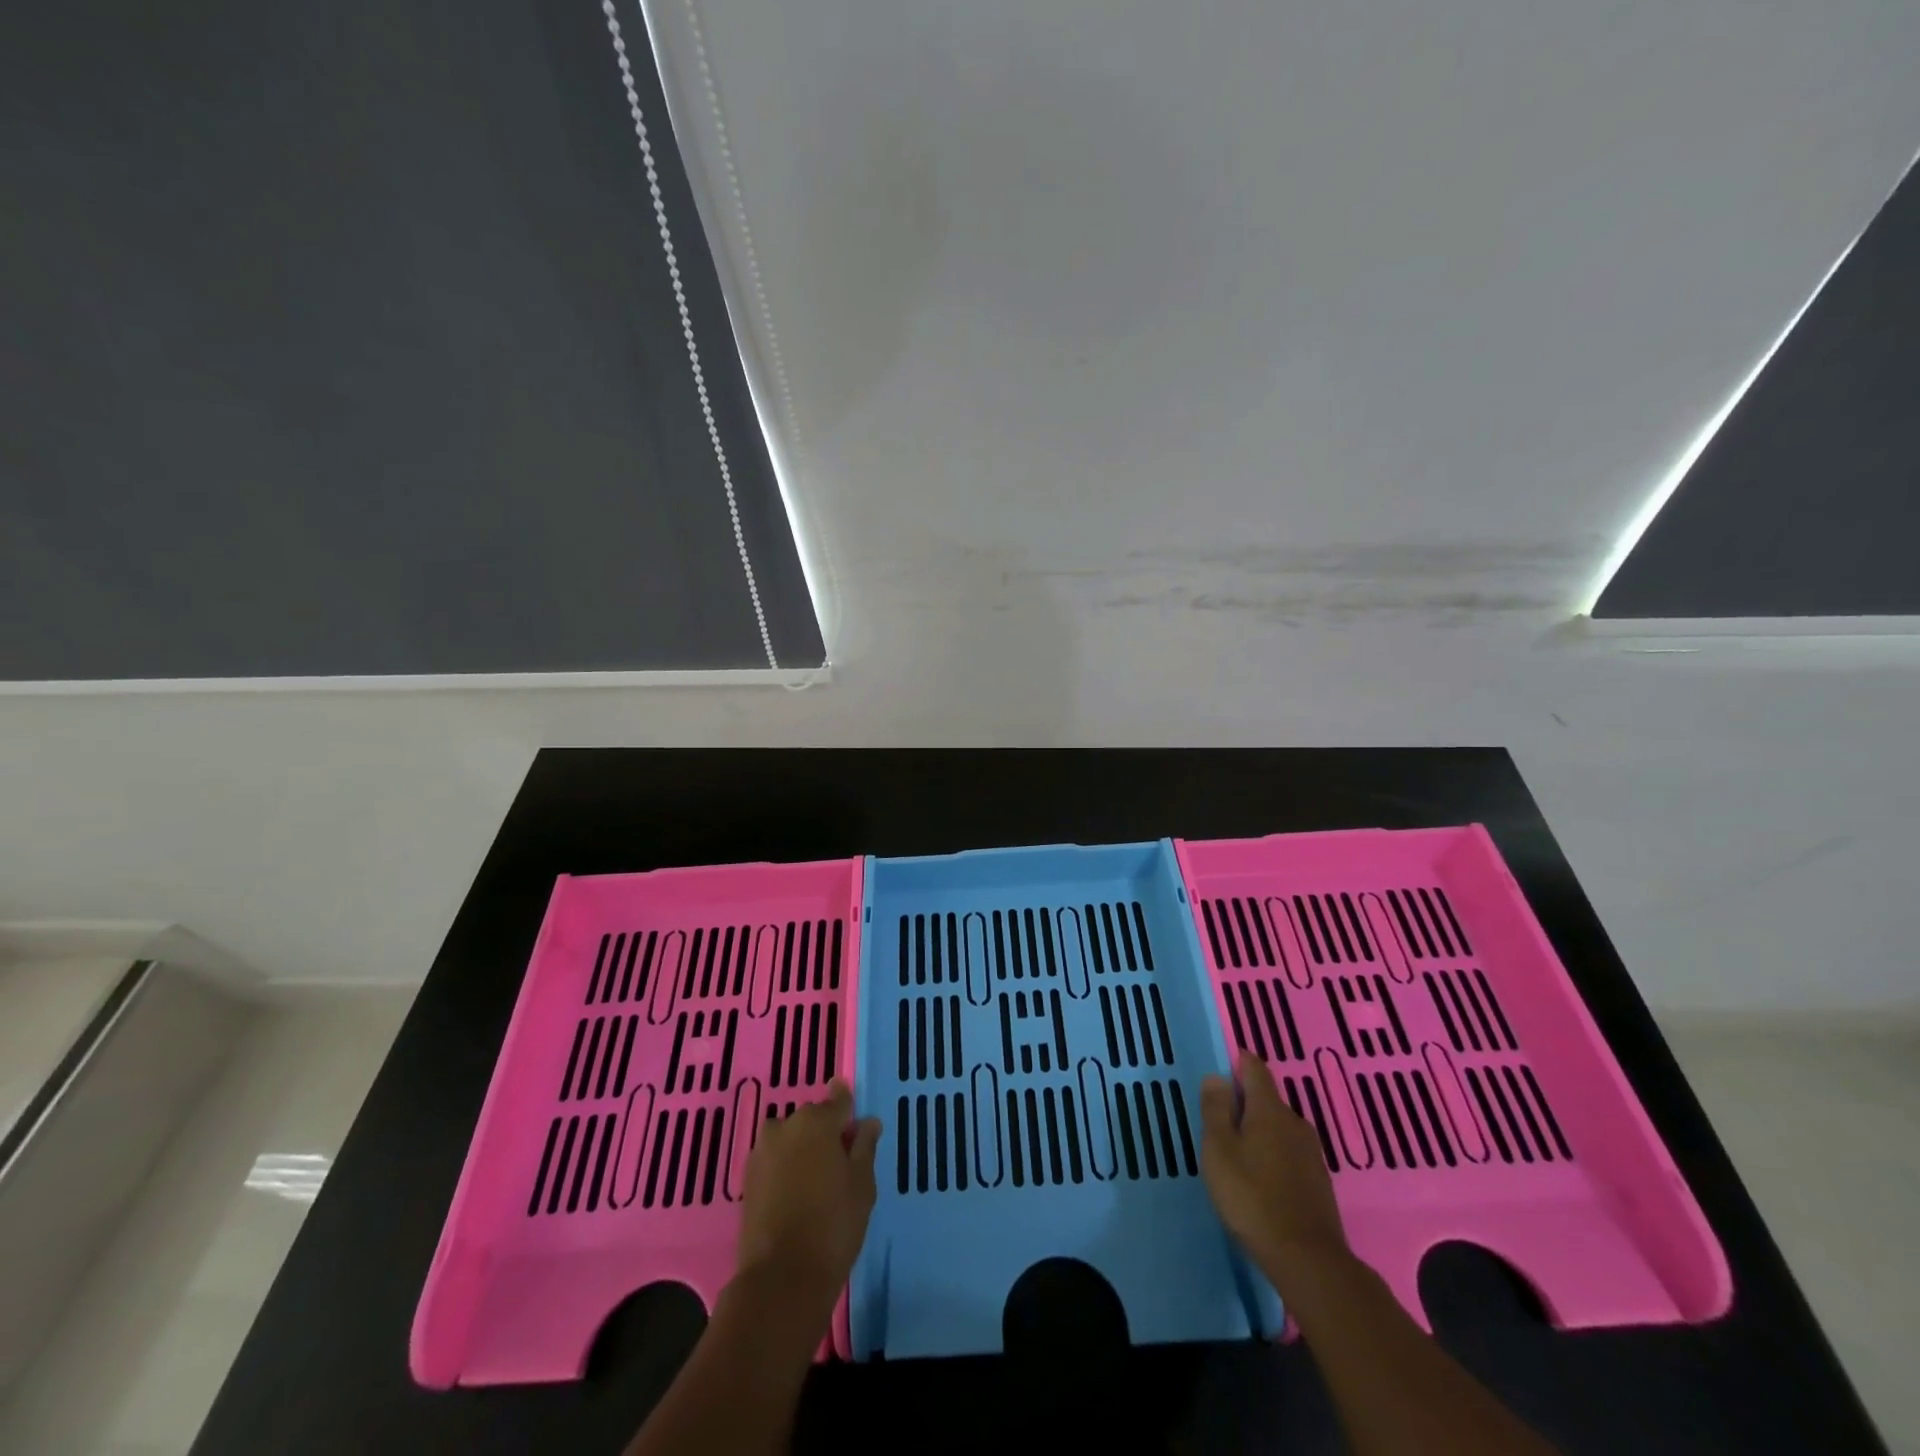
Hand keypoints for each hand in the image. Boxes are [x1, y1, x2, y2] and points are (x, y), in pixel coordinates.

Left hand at [736, 1080, 880, 1306]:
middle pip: (812, 1119)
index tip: (854, 1116)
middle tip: (841, 1161)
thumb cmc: (833, 1224)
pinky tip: (797, 1194)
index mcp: (817, 1121)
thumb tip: (868, 1122)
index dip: (848, 1106)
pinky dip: (786, 1168)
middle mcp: (786, 1126)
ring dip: (803, 1149)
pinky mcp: (747, 1179)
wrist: (781, 1277)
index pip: (838, 1101)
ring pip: (790, 1139)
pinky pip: (774, 1161)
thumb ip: (865, 1146)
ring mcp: (762, 1152)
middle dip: (825, 1132)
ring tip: (818, 1180)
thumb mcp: (862, 1184)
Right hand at [1199, 1052, 1350, 1295]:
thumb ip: (1216, 1110)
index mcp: (1269, 1109)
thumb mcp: (1219, 1150)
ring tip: (1236, 1153)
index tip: (1220, 1070)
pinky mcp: (1319, 1181)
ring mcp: (1311, 1152)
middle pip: (1267, 1099)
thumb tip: (1217, 1076)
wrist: (1307, 1260)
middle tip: (1219, 1122)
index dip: (1237, 1062)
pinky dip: (1273, 1155)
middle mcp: (1295, 1122)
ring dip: (1258, 1132)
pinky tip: (1260, 1178)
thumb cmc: (1252, 1197)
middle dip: (1244, 1103)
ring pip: (1279, 1128)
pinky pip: (1289, 1152)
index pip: (1255, 1068)